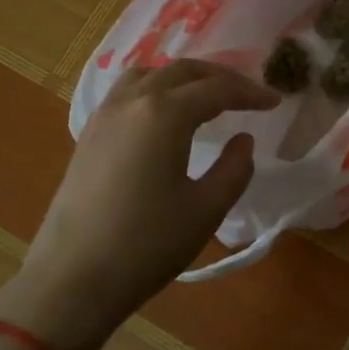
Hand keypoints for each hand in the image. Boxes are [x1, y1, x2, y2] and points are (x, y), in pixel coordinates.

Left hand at [0, 60, 278, 349]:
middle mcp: (132, 102)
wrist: (74, 278)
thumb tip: (242, 140)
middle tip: (248, 94)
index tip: (275, 103)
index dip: (250, 93)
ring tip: (205, 96)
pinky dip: (154, 89)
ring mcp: (104, 116)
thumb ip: (234, 168)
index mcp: (164, 114)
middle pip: (182, 71)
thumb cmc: (147, 244)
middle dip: (220, 77)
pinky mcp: (88, 135)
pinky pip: (126, 93)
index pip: (216, 90)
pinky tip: (163, 115)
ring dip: (183, 78)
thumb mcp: (207, 209)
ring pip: (149, 75)